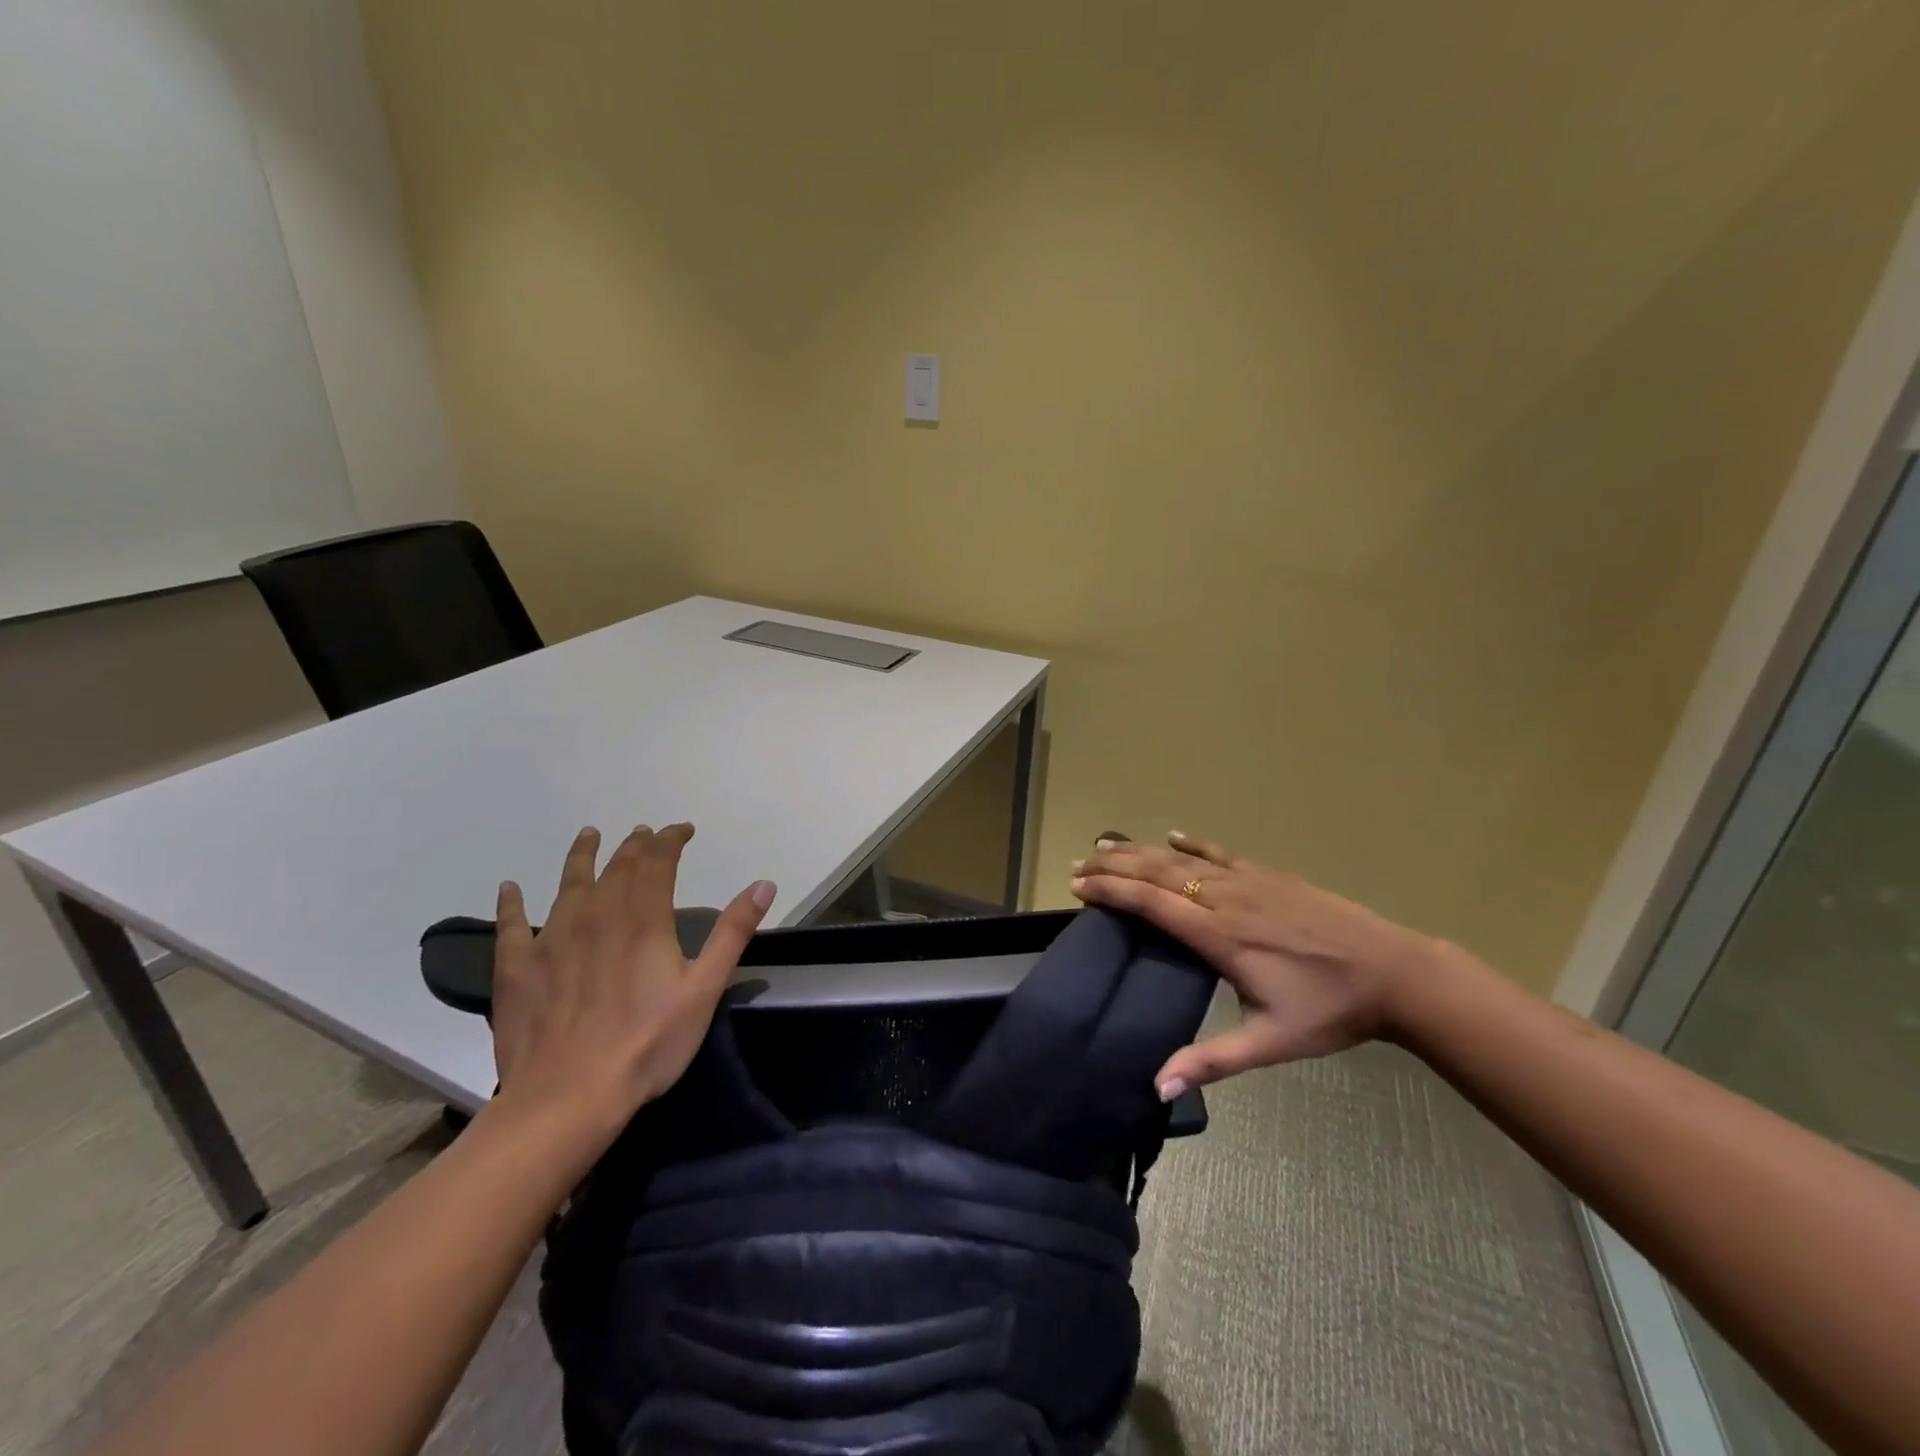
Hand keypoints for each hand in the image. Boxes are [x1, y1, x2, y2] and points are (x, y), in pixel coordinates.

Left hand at [490, 823, 774, 1152]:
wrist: (567, 1098)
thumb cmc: (647, 1043)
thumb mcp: (704, 988)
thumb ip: (733, 932)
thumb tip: (764, 884)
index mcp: (643, 918)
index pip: (658, 860)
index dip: (671, 839)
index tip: (683, 829)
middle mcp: (596, 915)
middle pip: (617, 866)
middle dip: (636, 845)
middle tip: (645, 833)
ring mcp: (552, 939)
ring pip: (568, 883)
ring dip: (582, 856)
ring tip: (589, 835)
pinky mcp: (518, 968)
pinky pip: (511, 925)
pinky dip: (510, 903)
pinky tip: (509, 888)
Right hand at [1070, 831, 1437, 1096]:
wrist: (1393, 973)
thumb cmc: (1329, 1010)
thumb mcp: (1270, 1042)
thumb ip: (1212, 1060)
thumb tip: (1157, 1086)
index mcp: (1219, 936)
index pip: (1150, 903)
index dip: (1110, 891)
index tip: (1078, 886)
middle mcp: (1225, 899)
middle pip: (1156, 872)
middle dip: (1114, 866)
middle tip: (1079, 862)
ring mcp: (1248, 881)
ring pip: (1181, 858)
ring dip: (1141, 850)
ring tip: (1108, 844)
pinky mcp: (1269, 875)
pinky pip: (1220, 852)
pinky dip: (1191, 843)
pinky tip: (1174, 835)